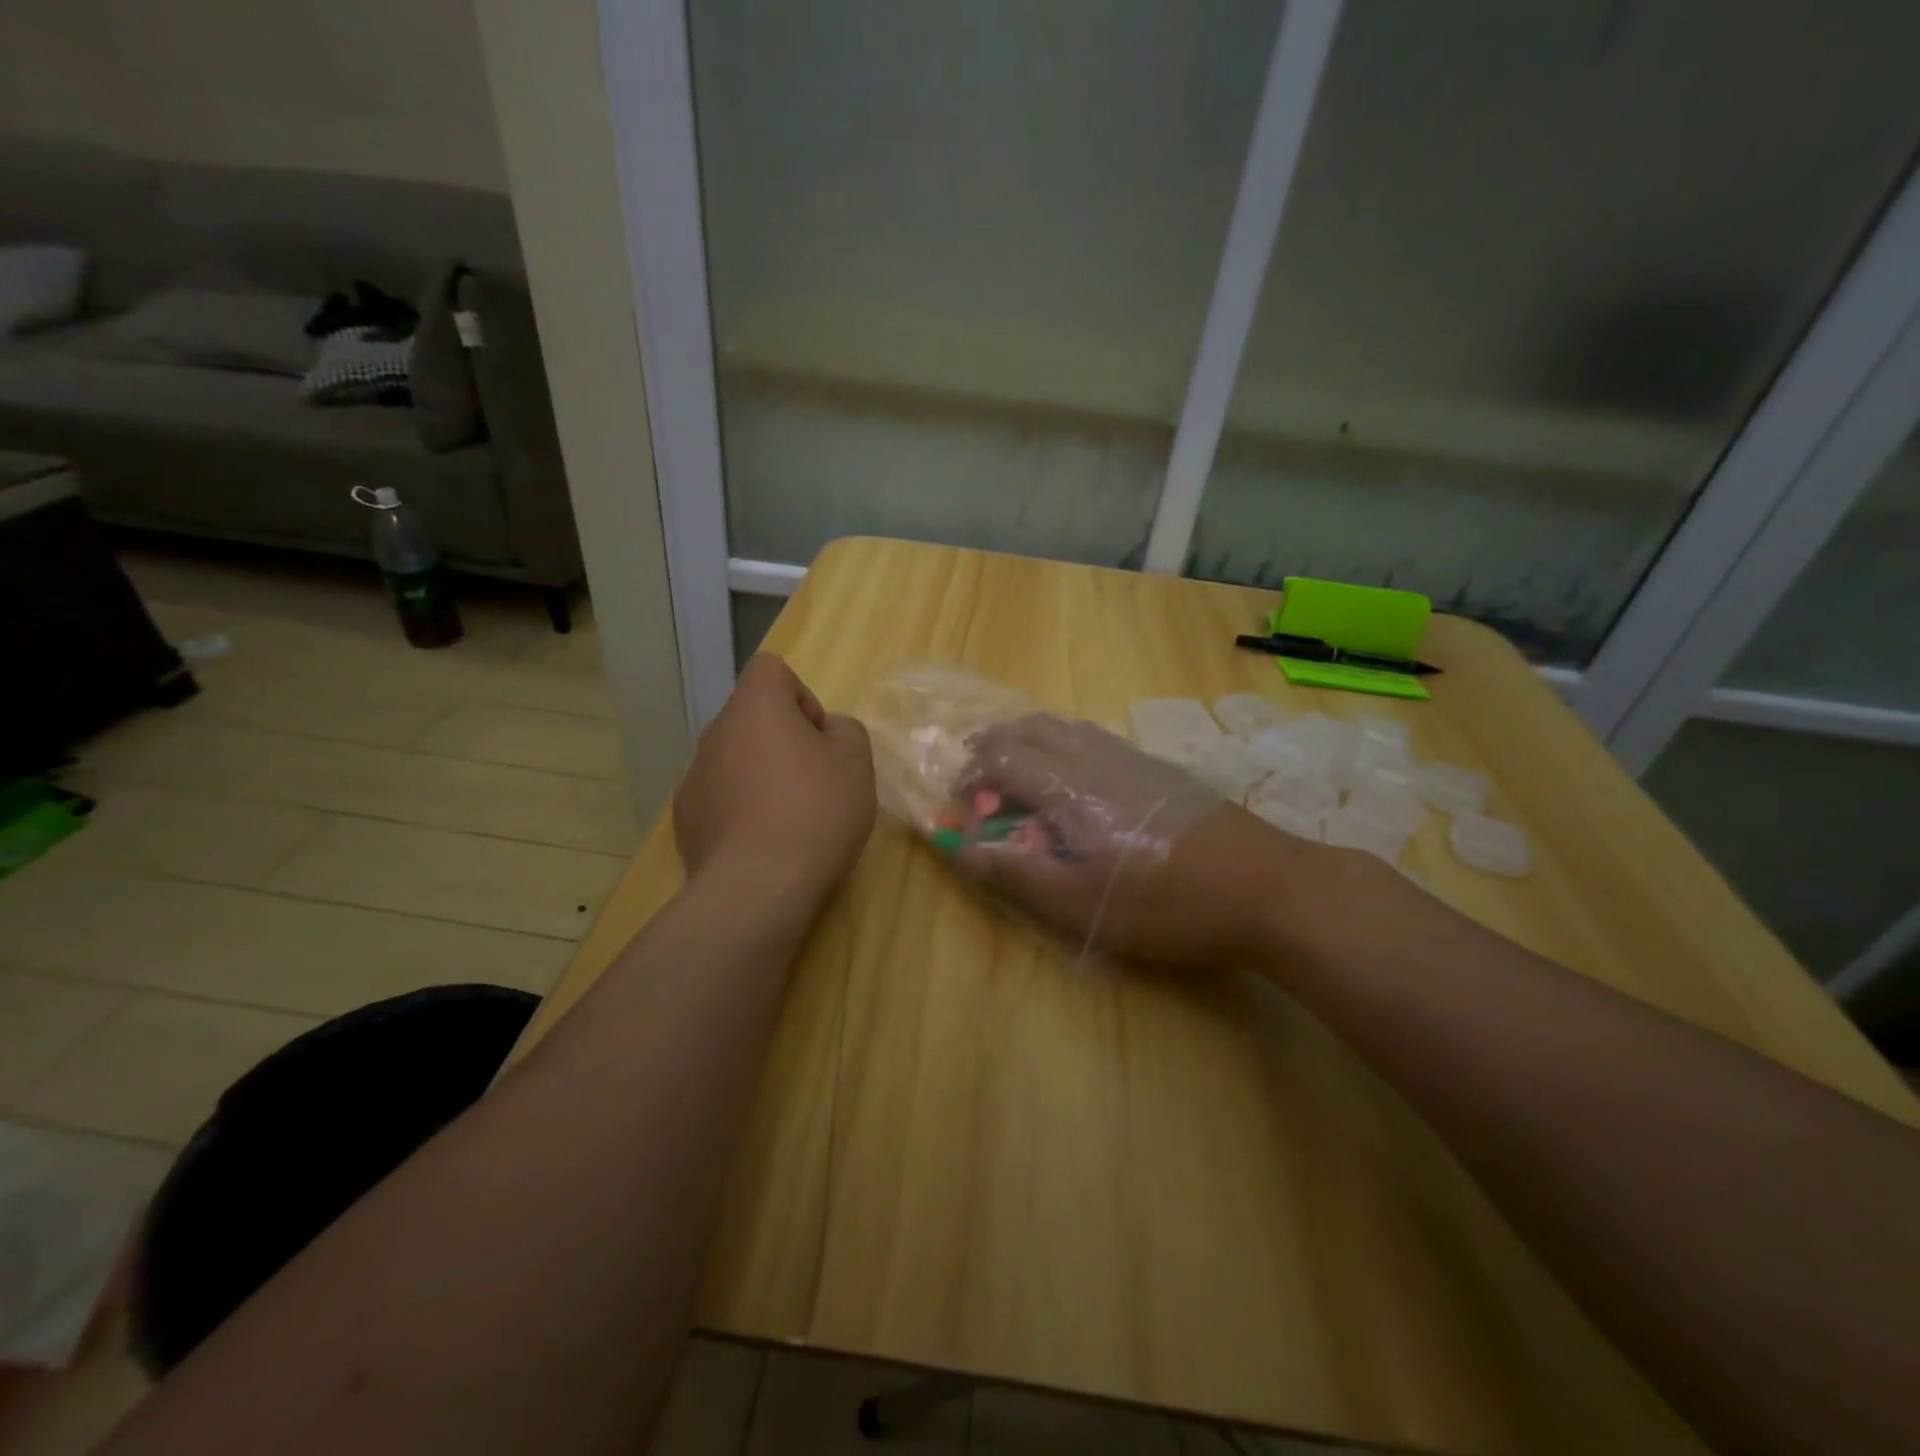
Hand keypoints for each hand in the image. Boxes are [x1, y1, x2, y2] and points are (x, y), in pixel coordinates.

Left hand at [674, 655, 875, 904]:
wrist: (757, 888)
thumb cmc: (814, 812)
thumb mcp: (856, 763)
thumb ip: (846, 730)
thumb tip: (825, 732)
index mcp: (754, 707)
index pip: (771, 670)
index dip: (802, 697)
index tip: (818, 740)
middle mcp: (715, 732)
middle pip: (753, 717)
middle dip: (784, 740)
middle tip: (813, 782)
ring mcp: (693, 776)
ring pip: (736, 758)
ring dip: (761, 774)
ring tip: (788, 819)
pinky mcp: (685, 818)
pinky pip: (720, 796)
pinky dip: (740, 808)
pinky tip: (761, 843)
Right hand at [950, 715, 1330, 964]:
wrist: (1267, 886)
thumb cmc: (1165, 901)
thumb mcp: (1080, 902)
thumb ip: (1014, 872)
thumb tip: (957, 848)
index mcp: (1069, 783)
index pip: (1000, 757)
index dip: (970, 777)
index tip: (962, 810)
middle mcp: (1095, 755)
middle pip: (1030, 728)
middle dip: (994, 749)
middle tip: (980, 786)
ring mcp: (1132, 757)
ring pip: (1065, 728)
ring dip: (1029, 745)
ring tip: (1020, 782)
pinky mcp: (1158, 768)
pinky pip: (1094, 740)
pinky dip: (1063, 749)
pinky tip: (1077, 788)